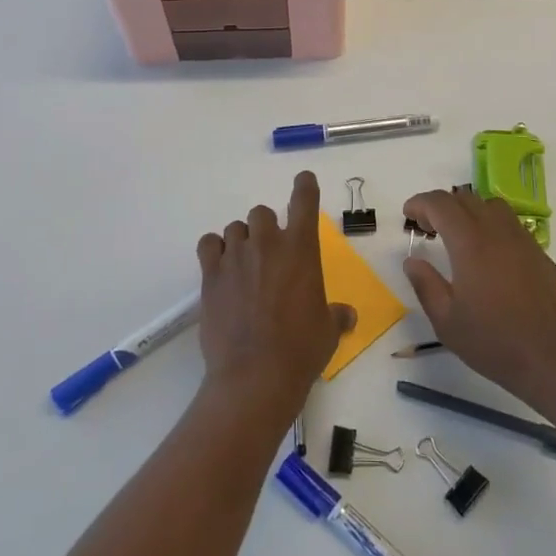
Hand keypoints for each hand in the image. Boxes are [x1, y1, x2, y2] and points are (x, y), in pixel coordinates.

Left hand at [196, 172, 354, 420]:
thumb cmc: (301, 350)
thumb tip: (346, 314)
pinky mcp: (210, 274)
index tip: (304, 179)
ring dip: (242, 240)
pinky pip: (209, 244)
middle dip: (267, 228)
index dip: (304, 187)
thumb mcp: (329, 330)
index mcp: (301, 249)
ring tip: (244, 264)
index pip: (304, 201)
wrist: (255, 376)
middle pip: (263, 213)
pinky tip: (220, 267)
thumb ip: (337, 314)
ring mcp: (236, 256)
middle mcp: (268, 244)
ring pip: (236, 227)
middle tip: (270, 254)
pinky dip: (215, 249)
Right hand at [402, 187, 555, 412]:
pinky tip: (488, 257)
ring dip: (469, 212)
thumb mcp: (447, 321)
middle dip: (441, 206)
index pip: (441, 204)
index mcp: (470, 243)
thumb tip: (412, 261)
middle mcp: (498, 232)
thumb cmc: (494, 342)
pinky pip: (511, 225)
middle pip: (466, 199)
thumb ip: (425, 285)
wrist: (554, 359)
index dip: (420, 203)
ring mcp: (523, 241)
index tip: (408, 216)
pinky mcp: (540, 254)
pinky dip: (491, 227)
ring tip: (458, 237)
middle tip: (428, 229)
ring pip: (492, 206)